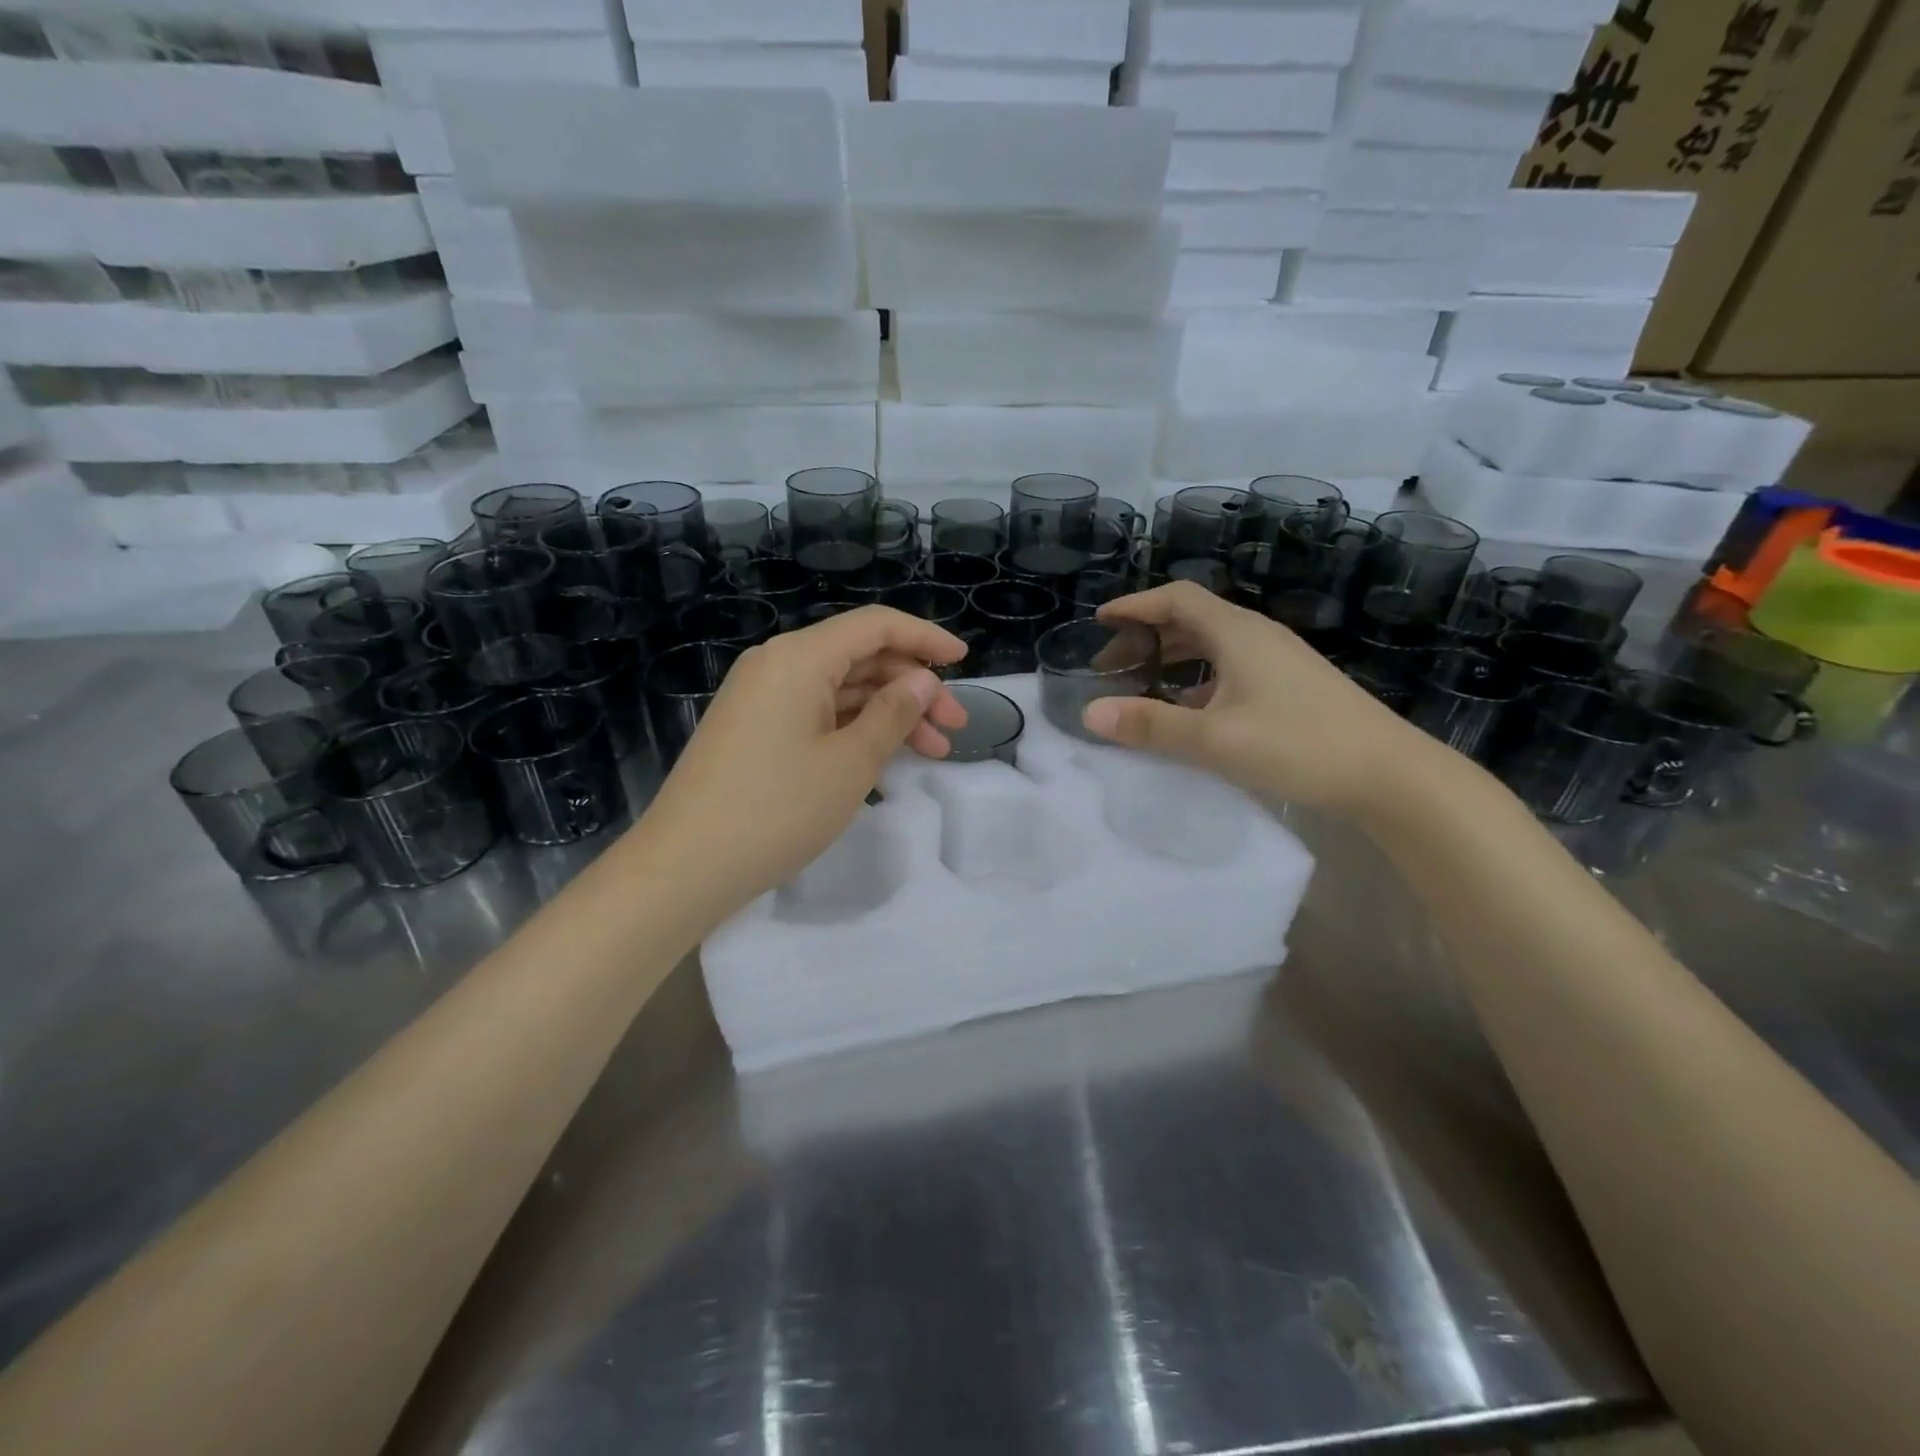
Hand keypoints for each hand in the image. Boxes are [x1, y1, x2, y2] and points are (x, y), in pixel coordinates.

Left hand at [632, 606, 969, 920]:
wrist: (686, 866)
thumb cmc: (777, 809)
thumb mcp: (850, 762)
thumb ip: (894, 713)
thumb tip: (922, 680)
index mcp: (799, 658)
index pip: (875, 626)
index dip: (925, 638)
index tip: (964, 661)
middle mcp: (777, 665)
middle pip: (860, 658)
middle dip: (913, 687)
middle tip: (955, 726)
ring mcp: (762, 698)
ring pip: (842, 689)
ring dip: (890, 714)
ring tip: (933, 751)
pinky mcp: (755, 729)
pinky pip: (817, 713)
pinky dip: (855, 729)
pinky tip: (886, 758)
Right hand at [1082, 582, 1437, 814]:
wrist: (1390, 775)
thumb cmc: (1299, 746)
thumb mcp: (1215, 740)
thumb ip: (1151, 726)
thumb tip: (1090, 714)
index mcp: (1238, 634)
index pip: (1177, 598)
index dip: (1135, 605)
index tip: (1100, 621)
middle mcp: (1258, 637)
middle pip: (1192, 619)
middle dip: (1147, 635)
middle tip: (1112, 665)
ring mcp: (1279, 661)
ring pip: (1212, 645)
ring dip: (1173, 657)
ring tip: (1141, 683)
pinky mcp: (1291, 686)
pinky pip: (1231, 668)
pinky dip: (1198, 679)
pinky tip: (1189, 710)